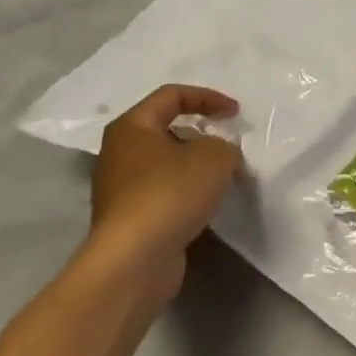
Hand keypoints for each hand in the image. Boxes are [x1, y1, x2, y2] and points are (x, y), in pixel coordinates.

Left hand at [85, 84, 243, 304]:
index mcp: (132, 126)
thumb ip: (225, 146)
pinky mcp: (130, 218)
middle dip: (204, 135)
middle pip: (168, 130)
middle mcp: (120, 152)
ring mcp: (121, 188)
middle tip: (230, 148)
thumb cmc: (171, 193)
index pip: (172, 96)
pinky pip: (165, 192)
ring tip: (226, 178)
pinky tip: (208, 205)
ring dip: (198, 167)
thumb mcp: (215, 157)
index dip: (208, 98)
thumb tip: (221, 155)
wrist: (134, 259)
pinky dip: (188, 193)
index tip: (236, 113)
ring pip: (167, 164)